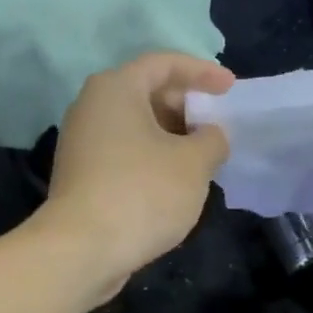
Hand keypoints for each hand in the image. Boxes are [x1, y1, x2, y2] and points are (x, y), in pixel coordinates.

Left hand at [38, 52, 234, 290]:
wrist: (82, 249)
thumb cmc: (143, 192)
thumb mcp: (194, 163)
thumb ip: (213, 139)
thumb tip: (211, 136)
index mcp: (116, 88)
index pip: (164, 64)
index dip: (202, 72)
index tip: (230, 88)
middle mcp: (92, 106)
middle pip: (147, 92)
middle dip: (186, 105)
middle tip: (217, 124)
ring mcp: (82, 142)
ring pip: (136, 125)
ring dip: (172, 135)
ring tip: (203, 154)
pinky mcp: (82, 174)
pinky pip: (125, 151)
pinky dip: (153, 156)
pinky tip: (176, 179)